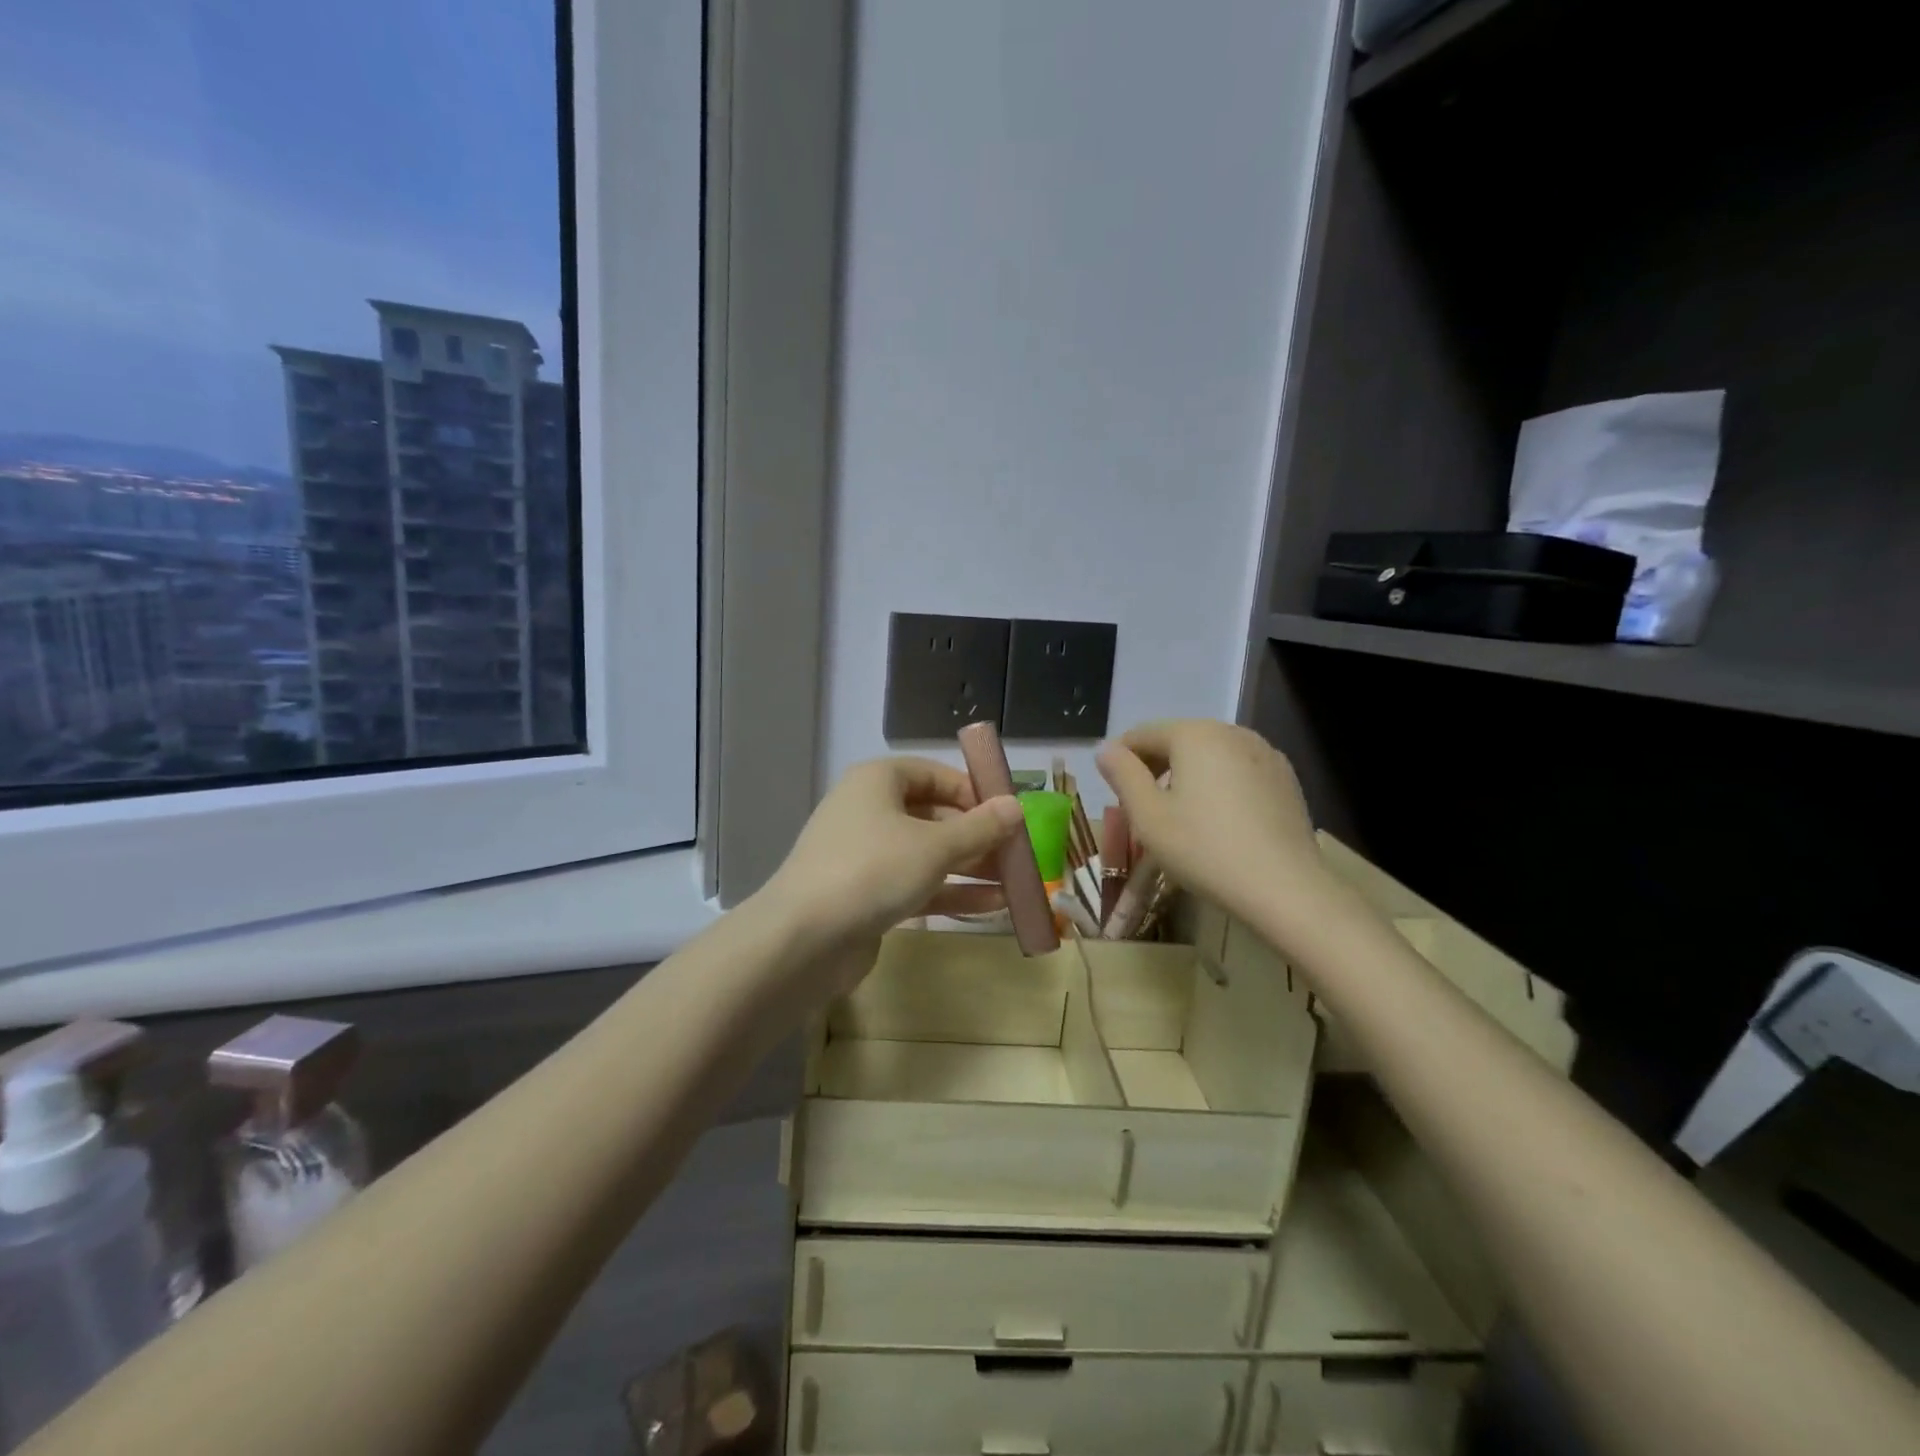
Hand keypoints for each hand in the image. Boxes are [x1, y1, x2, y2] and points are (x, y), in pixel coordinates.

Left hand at [765, 755, 1023, 955]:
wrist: (804, 939)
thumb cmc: (873, 870)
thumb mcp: (936, 846)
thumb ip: (980, 827)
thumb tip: (1016, 806)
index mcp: (878, 781)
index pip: (933, 774)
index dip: (972, 790)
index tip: (1007, 812)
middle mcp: (870, 811)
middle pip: (933, 815)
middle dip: (977, 835)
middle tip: (1018, 852)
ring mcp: (866, 855)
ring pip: (927, 853)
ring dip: (971, 867)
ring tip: (1017, 882)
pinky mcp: (866, 895)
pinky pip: (916, 884)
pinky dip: (951, 892)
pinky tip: (993, 906)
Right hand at [1096, 719, 1330, 926]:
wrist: (1284, 888)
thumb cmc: (1204, 849)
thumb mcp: (1148, 816)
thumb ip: (1122, 775)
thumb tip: (1106, 749)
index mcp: (1194, 734)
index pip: (1142, 734)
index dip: (1121, 760)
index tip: (1113, 793)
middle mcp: (1231, 731)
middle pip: (1178, 741)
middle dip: (1155, 768)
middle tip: (1143, 808)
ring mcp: (1265, 753)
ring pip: (1210, 756)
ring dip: (1187, 777)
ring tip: (1181, 817)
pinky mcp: (1285, 778)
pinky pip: (1238, 771)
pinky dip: (1219, 786)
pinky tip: (1219, 822)